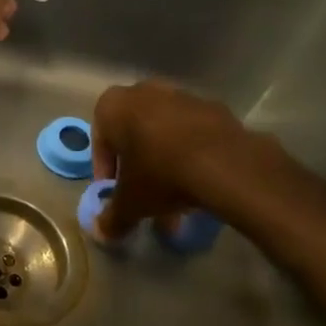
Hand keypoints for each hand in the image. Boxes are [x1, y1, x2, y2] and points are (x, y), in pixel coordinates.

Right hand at [90, 81, 269, 237]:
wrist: (225, 164)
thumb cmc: (160, 175)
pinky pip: (194, 133)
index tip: (115, 193)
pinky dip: (192, 155)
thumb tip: (101, 233)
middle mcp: (144, 92)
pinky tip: (200, 183)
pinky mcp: (215, 108)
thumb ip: (112, 218)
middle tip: (144, 193)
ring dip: (165, 162)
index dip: (106, 171)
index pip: (100, 140)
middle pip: (134, 134)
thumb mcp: (131, 203)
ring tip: (176, 198)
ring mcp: (182, 96)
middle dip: (137, 165)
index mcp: (113, 106)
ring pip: (164, 133)